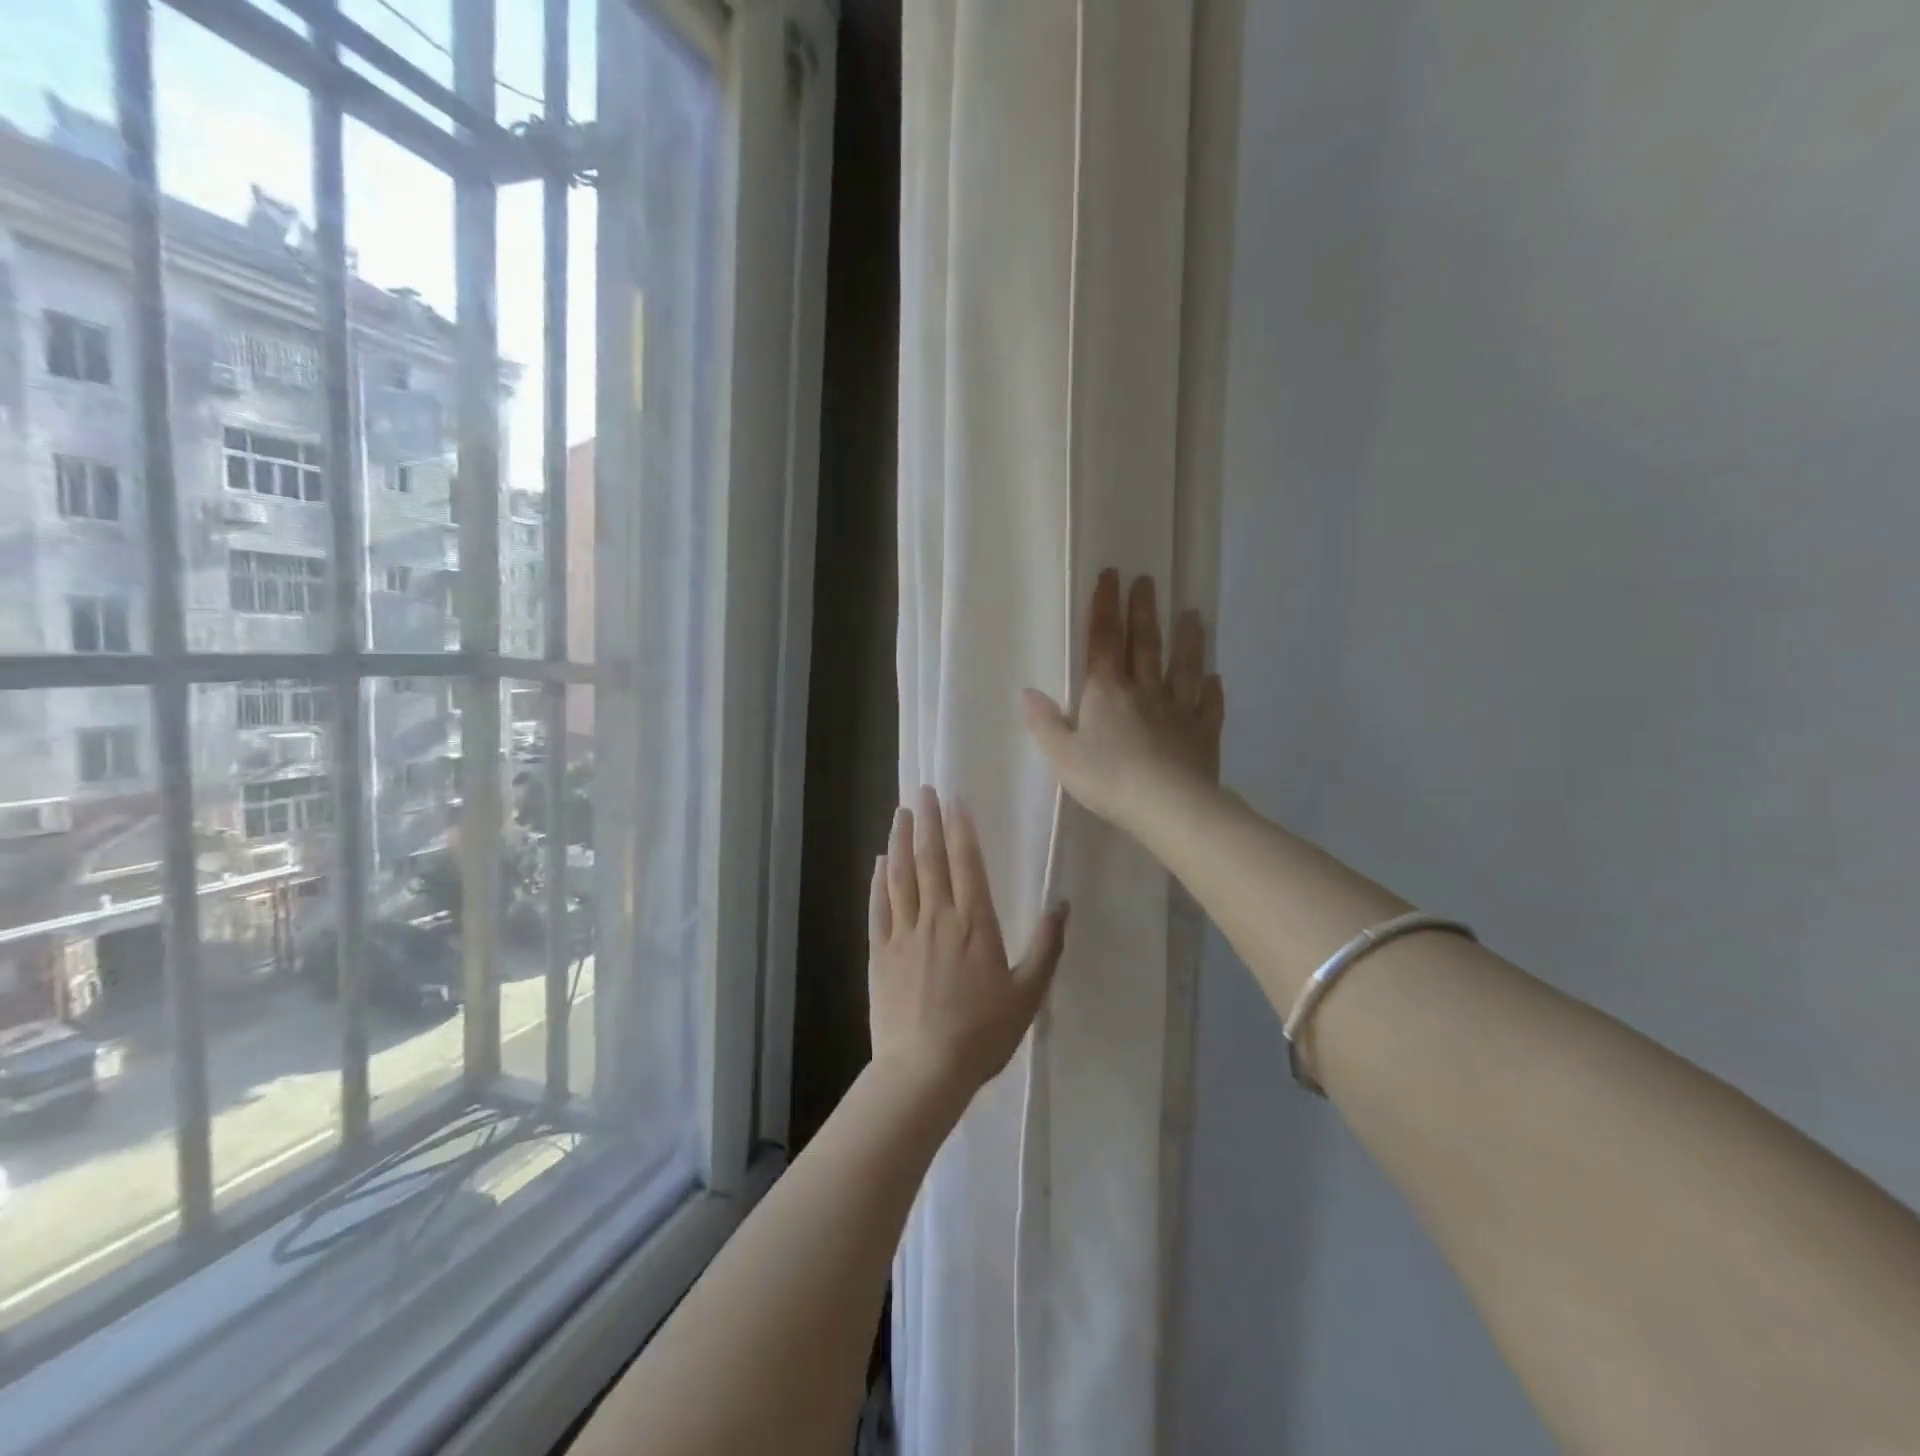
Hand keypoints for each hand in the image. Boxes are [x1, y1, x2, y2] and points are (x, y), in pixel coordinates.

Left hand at [869, 786, 1069, 1099]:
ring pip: (901, 875)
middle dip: (928, 821)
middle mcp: (937, 917)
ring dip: (901, 841)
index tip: (955, 800)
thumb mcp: (1028, 994)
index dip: (961, 829)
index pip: (967, 863)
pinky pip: (878, 907)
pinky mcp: (880, 952)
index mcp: (975, 924)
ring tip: (900, 812)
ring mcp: (904, 933)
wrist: (925, 1068)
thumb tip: (1062, 904)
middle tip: (923, 790)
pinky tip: (879, 861)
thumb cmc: (983, 1033)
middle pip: (930, 859)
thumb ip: (1046, 946)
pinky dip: (878, 881)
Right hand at [1021, 569, 1224, 836]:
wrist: (1167, 806)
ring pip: (1183, 666)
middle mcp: (1144, 690)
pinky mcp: (1203, 733)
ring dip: (1186, 639)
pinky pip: (1208, 705)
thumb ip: (1043, 722)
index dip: (1105, 607)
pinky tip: (1215, 679)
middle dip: (1144, 611)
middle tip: (1148, 580)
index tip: (1111, 576)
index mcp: (1107, 691)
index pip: (1104, 640)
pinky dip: (1212, 690)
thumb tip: (1025, 692)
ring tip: (1192, 614)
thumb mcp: (1062, 755)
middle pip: (1145, 643)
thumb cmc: (1108, 779)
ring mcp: (1178, 709)